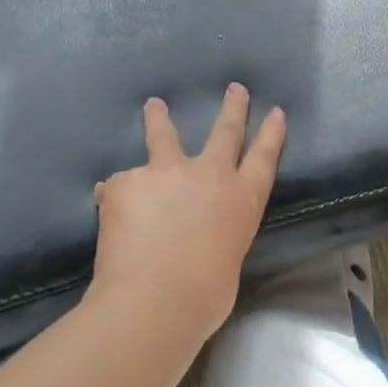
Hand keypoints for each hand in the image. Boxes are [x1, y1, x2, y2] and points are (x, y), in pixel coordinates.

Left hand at [90, 84, 286, 339]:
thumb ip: (215, 235)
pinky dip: (118, 198)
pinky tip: (112, 216)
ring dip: (159, 119)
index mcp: (242, 200)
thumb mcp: (226, 260)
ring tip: (154, 106)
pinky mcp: (127, 181)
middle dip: (232, 109)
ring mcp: (166, 172)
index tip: (276, 111)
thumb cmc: (204, 295)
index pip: (264, 158)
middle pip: (224, 132)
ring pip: (163, 137)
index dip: (271, 134)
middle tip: (234, 88)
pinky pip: (121, 186)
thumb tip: (193, 236)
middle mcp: (210, 175)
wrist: (155, 298)